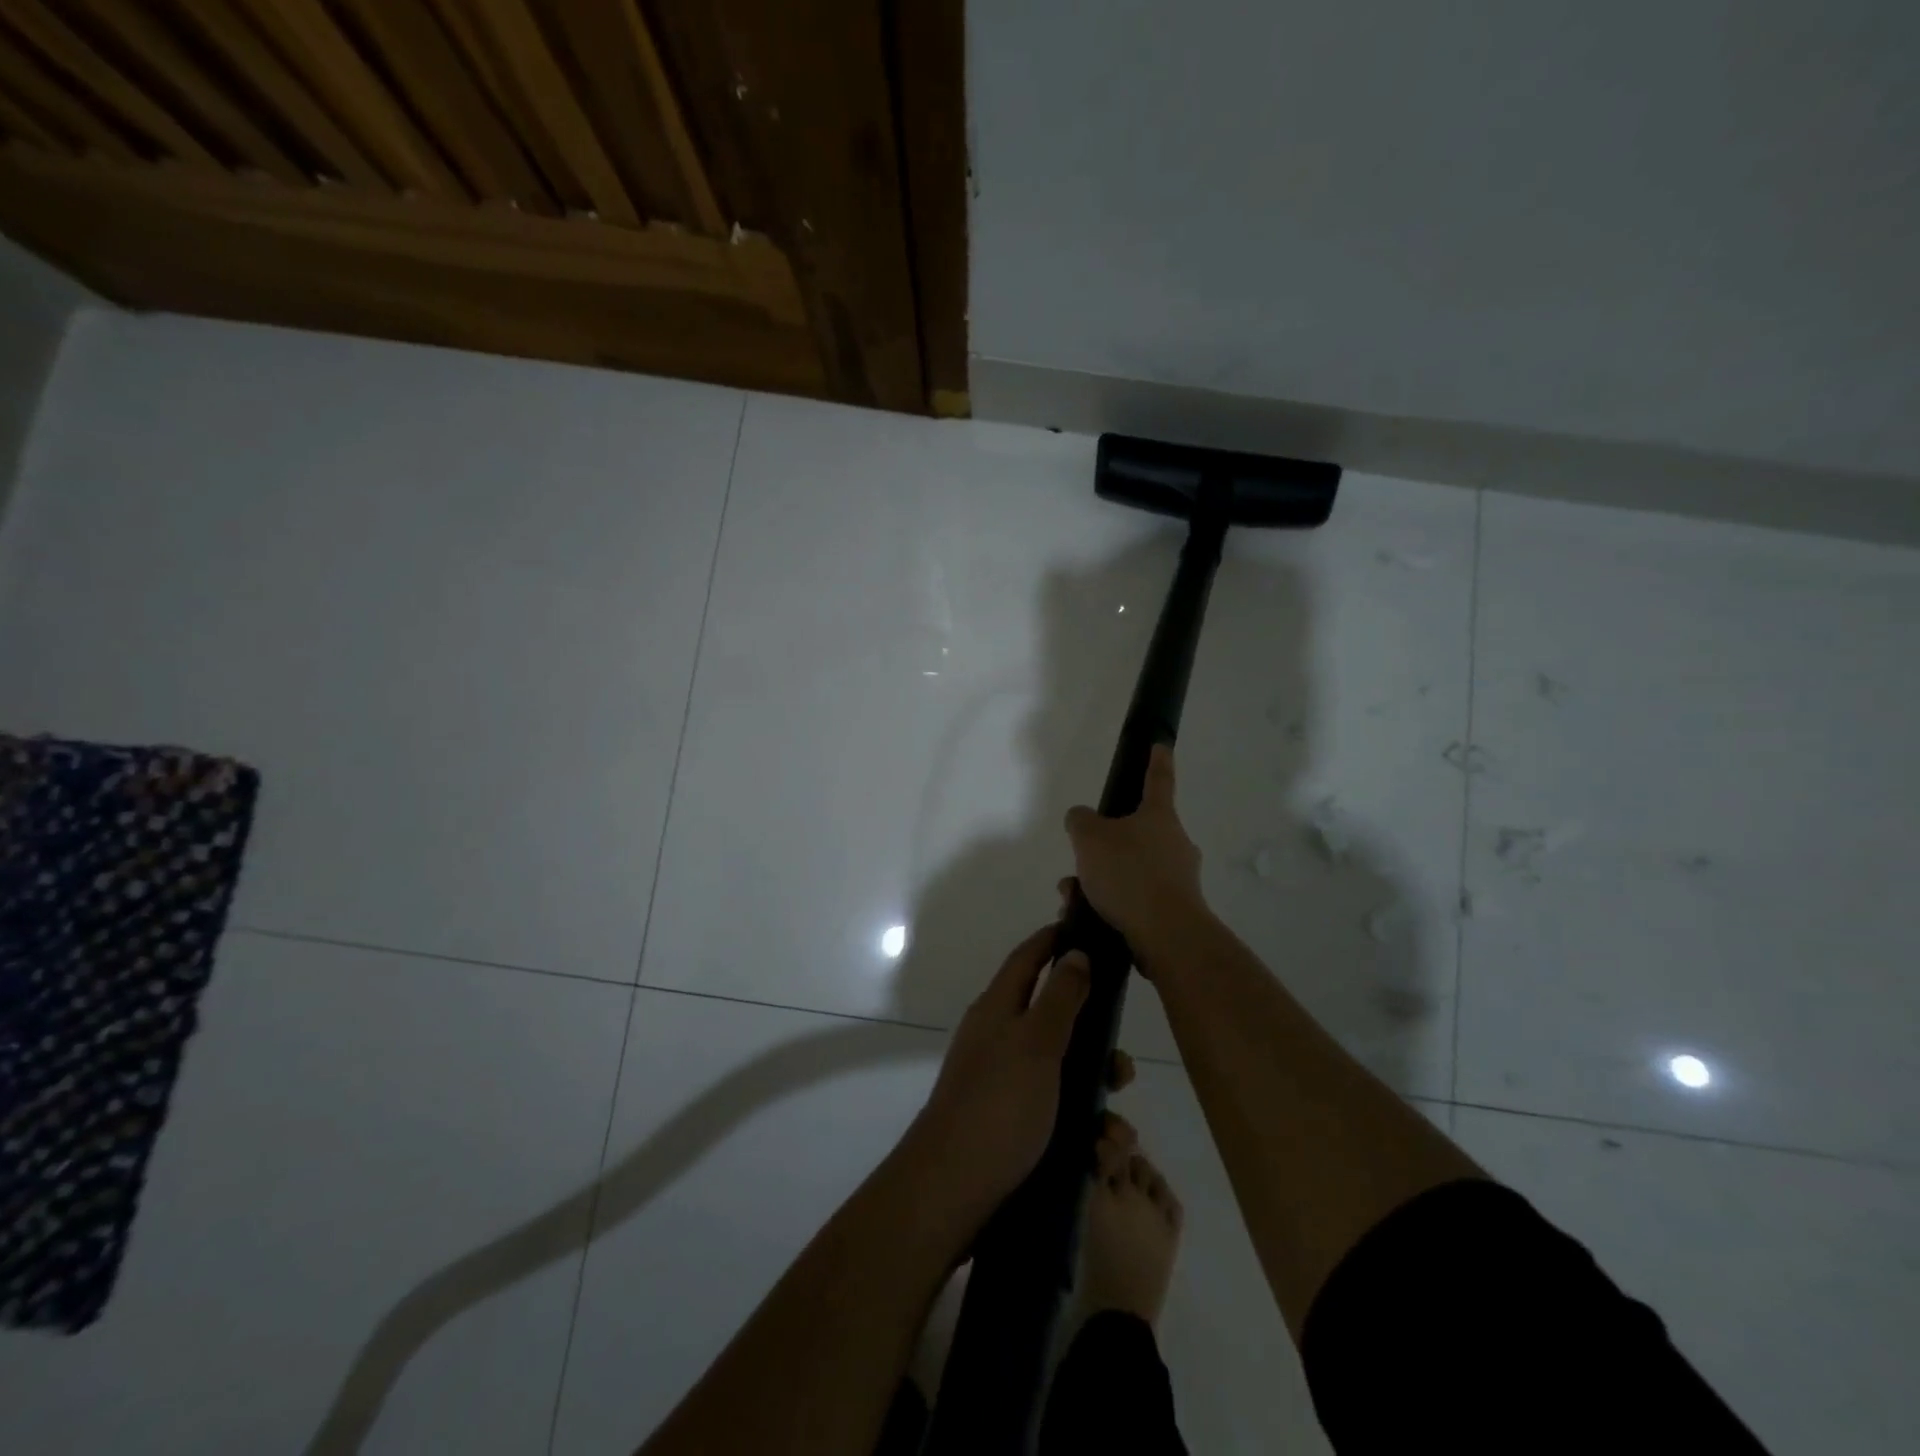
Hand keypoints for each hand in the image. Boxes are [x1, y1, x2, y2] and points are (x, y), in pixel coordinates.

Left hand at [901, 923, 1134, 1237]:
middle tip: (1122, 1070)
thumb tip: (1075, 951)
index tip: (1086, 930)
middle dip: (1096, 1046)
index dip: (1054, 940)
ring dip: (1098, 1104)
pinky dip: (1084, 1135)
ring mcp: (1005, 1087)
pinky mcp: (1013, 1128)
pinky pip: (1059, 1119)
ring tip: (1115, 1137)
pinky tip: (1099, 1158)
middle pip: (1057, 1023)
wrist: (952, 1192)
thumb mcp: (1036, 1043)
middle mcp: (1000, 1041)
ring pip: (1065, 1078)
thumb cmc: (998, 1105)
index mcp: (999, 1010)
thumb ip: (1060, 997)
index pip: (1028, 958)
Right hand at [1064, 744, 1209, 970]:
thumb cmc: (1129, 874)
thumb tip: (1082, 819)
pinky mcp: (1174, 911)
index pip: (1158, 780)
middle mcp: (1175, 844)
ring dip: (1099, 880)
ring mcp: (1178, 879)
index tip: (1161, 745)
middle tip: (1079, 862)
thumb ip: (1080, 821)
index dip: (1157, 761)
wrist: (1167, 935)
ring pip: (1130, 870)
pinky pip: (1134, 899)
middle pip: (1136, 834)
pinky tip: (1085, 917)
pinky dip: (1109, 904)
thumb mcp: (1090, 837)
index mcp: (1159, 817)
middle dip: (1103, 846)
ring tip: (1072, 897)